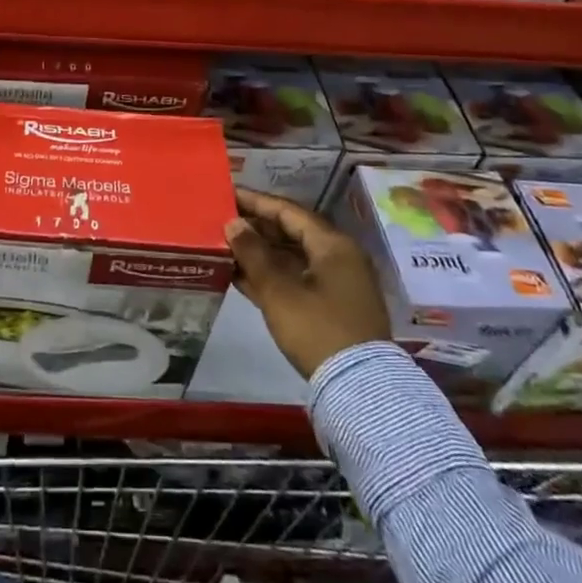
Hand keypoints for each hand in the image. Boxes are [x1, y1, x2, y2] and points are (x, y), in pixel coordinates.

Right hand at [226, 188, 391, 379]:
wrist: (358, 388)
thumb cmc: (317, 329)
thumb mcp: (278, 291)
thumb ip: (253, 253)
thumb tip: (233, 223)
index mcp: (332, 244)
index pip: (288, 211)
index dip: (256, 201)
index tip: (228, 194)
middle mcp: (339, 257)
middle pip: (292, 231)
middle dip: (256, 227)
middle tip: (223, 220)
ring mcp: (337, 283)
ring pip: (292, 257)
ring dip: (260, 253)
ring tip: (225, 246)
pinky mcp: (331, 307)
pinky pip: (297, 279)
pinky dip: (271, 275)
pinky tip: (241, 276)